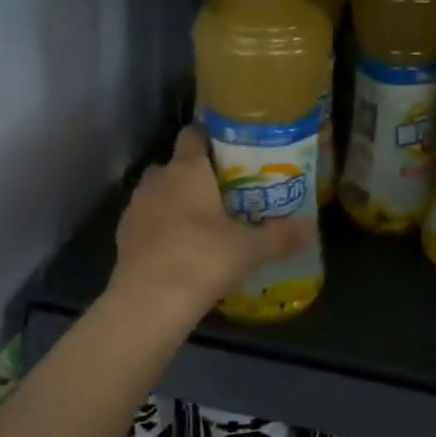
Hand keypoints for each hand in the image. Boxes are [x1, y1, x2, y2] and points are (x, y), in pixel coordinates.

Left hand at [111, 125, 314, 313]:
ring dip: (175, 201)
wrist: (149, 302)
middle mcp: (158, 179)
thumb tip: (312, 229)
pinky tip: (180, 248)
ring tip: (202, 223)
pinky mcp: (123, 235)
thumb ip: (282, 236)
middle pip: (176, 164)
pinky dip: (161, 227)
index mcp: (188, 169)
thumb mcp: (250, 249)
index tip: (231, 151)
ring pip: (159, 192)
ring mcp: (136, 207)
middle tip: (224, 193)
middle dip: (196, 175)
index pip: (194, 134)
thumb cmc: (203, 259)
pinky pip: (147, 220)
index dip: (210, 138)